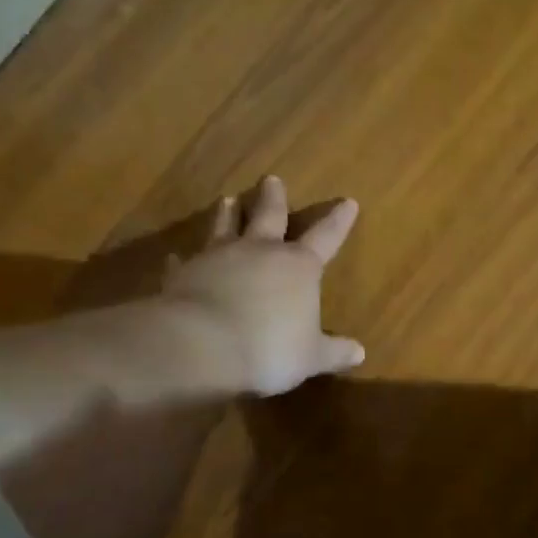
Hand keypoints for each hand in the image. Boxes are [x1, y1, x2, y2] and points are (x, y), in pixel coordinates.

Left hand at [162, 176, 364, 396]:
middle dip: (273, 198)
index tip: (348, 202)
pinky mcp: (184, 273)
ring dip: (228, 213)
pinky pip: (185, 261)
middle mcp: (260, 251)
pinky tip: (177, 257)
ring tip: (227, 200)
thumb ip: (334, 352)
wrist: (201, 347)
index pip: (326, 237)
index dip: (338, 221)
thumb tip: (360, 353)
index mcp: (299, 267)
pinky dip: (184, 259)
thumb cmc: (269, 349)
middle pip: (269, 216)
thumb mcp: (311, 357)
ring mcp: (219, 258)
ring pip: (225, 226)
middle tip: (272, 180)